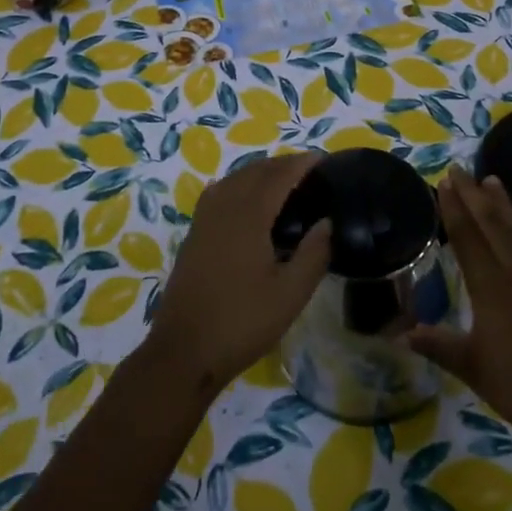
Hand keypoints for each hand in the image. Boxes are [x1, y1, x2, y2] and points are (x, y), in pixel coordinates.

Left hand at [144, 153, 332, 393]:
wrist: (184, 351)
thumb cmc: (242, 323)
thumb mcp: (290, 295)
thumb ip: (313, 254)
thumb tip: (328, 222)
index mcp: (248, 217)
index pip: (277, 177)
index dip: (300, 164)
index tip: (322, 159)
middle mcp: (223, 210)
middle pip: (253, 172)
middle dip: (280, 164)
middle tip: (307, 170)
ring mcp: (203, 222)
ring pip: (232, 180)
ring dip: (257, 172)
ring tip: (281, 180)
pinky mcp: (193, 237)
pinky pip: (217, 195)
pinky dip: (236, 186)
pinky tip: (243, 200)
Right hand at [408, 166, 511, 453]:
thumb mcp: (470, 366)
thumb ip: (437, 345)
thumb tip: (400, 334)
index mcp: (490, 288)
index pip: (467, 239)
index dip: (453, 210)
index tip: (443, 183)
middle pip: (491, 227)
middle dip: (473, 196)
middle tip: (459, 169)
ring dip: (505, 207)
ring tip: (493, 180)